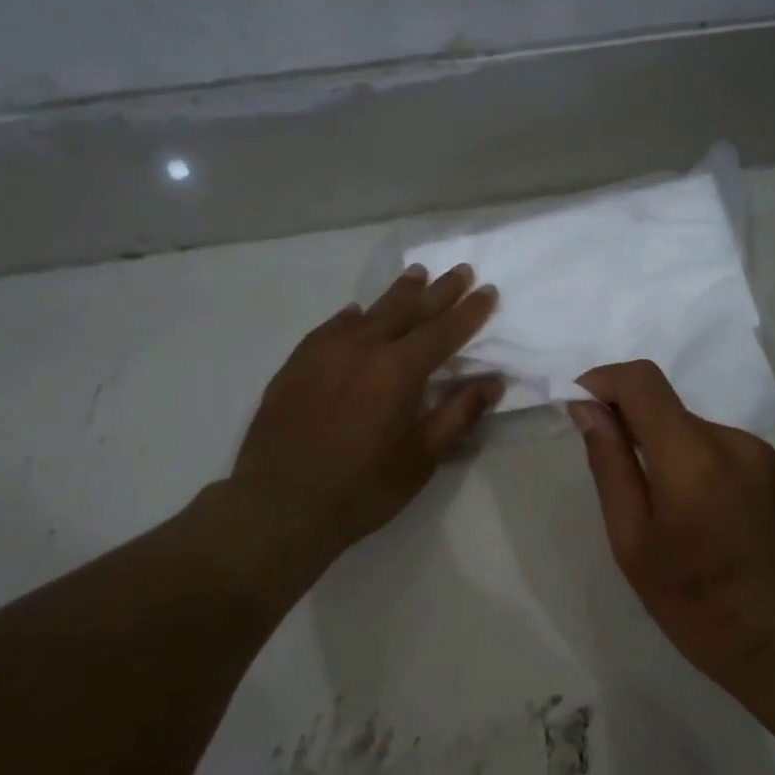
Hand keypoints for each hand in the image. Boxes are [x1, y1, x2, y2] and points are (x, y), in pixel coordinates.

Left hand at [197, 264, 500, 596]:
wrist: (281, 504)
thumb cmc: (364, 488)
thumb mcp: (422, 457)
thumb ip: (459, 414)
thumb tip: (493, 381)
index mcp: (399, 370)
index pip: (443, 331)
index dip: (469, 312)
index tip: (487, 292)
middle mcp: (363, 348)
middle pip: (408, 310)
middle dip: (438, 291)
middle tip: (459, 270)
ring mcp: (325, 352)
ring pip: (369, 313)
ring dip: (397, 294)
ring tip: (416, 275)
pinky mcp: (297, 364)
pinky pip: (331, 328)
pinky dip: (352, 317)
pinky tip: (356, 313)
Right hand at [569, 360, 774, 690]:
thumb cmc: (696, 604)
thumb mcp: (633, 542)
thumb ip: (611, 466)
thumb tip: (588, 410)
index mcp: (693, 456)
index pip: (643, 381)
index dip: (603, 380)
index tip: (577, 405)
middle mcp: (731, 440)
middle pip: (665, 405)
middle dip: (627, 420)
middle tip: (606, 468)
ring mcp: (758, 454)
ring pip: (689, 426)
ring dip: (657, 444)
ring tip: (649, 504)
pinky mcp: (770, 470)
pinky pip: (714, 447)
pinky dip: (686, 459)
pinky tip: (686, 511)